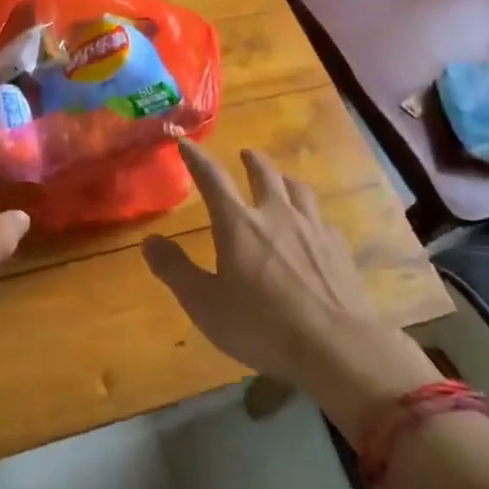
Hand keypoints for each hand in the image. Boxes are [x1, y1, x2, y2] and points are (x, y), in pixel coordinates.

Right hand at [141, 141, 439, 437]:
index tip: (185, 142)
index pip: (213, 179)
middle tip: (246, 154)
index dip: (197, 159)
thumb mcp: (205, 304)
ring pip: (297, 190)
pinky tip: (313, 227)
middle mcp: (276, 215)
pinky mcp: (339, 248)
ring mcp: (312, 228)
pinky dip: (310, 214)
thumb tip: (149, 241)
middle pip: (264, 174)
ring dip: (284, 180)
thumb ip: (175, 270)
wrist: (337, 347)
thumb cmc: (262, 326)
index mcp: (238, 224)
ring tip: (281, 181)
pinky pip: (321, 218)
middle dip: (251, 161)